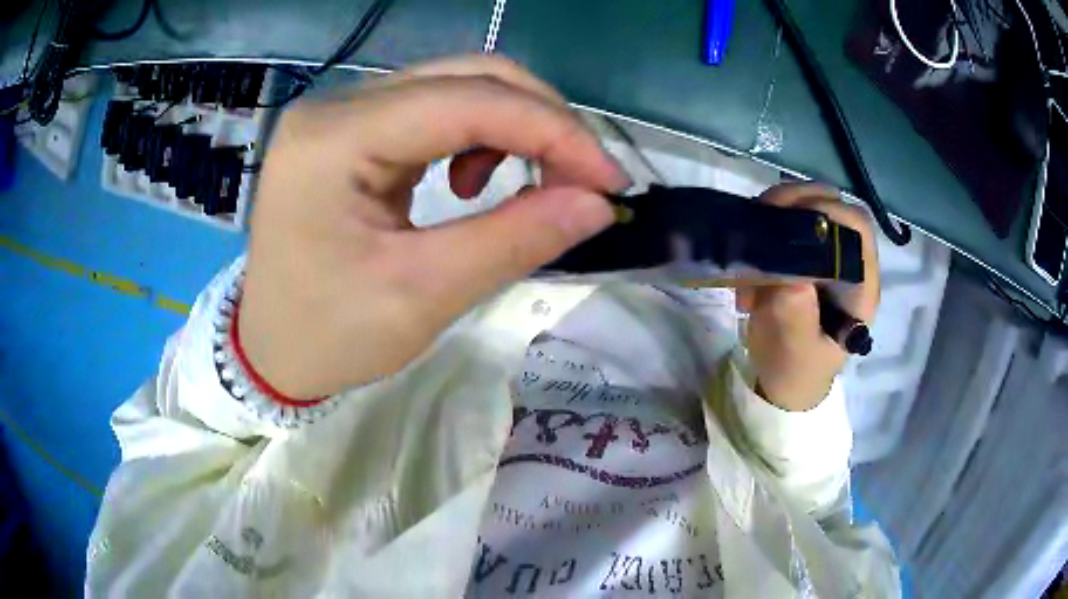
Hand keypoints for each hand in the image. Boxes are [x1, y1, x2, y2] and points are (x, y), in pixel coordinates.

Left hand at [238, 56, 629, 397]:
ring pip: (456, 86)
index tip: (609, 181)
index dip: (552, 130)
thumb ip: (513, 240)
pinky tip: (473, 179)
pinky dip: (479, 136)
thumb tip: (597, 204)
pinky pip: (434, 111)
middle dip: (540, 120)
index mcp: (335, 138)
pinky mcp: (353, 131)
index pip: (466, 100)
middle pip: (465, 76)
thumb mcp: (421, 296)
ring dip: (513, 125)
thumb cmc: (327, 336)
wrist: (270, 350)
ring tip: (529, 182)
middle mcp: (337, 106)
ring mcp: (343, 114)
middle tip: (583, 179)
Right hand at [735, 183, 880, 410]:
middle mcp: (849, 261)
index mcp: (860, 284)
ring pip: (811, 207)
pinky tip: (754, 247)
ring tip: (755, 232)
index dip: (826, 212)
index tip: (786, 220)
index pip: (856, 228)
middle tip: (763, 216)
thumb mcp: (795, 352)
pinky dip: (769, 224)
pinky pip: (790, 220)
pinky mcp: (807, 254)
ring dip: (780, 211)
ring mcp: (827, 254)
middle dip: (798, 201)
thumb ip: (796, 317)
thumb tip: (790, 275)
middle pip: (835, 206)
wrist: (786, 381)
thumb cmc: (796, 369)